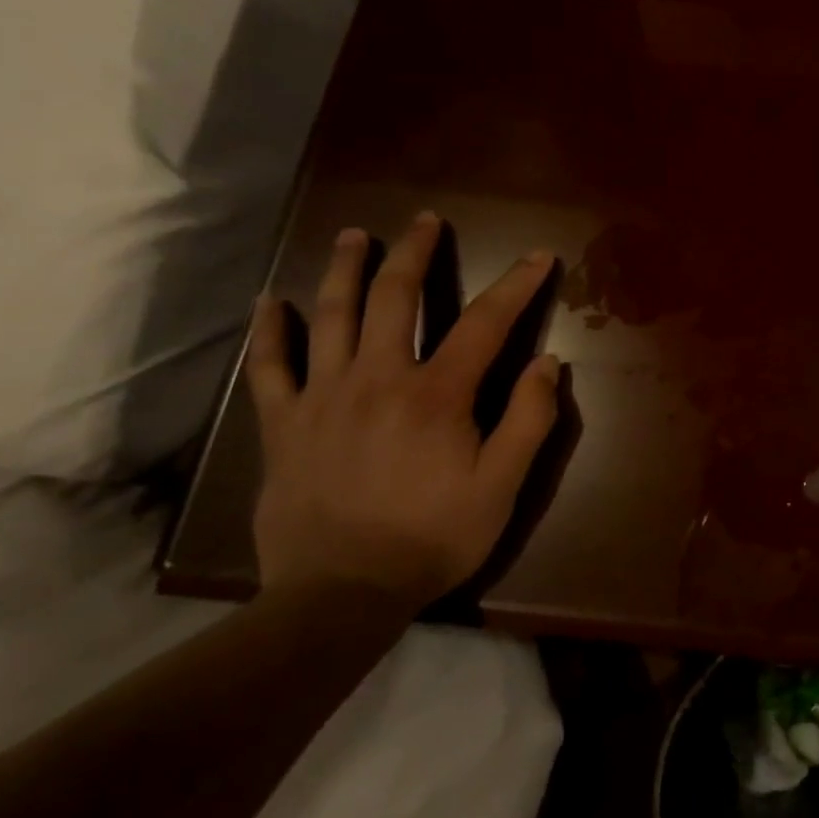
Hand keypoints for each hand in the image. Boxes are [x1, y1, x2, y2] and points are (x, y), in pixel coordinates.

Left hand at [245, 212, 558, 609]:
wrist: (340, 597)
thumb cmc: (432, 538)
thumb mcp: (502, 486)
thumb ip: (530, 420)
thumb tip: (549, 363)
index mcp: (437, 394)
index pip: (485, 322)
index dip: (516, 285)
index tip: (538, 257)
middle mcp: (378, 378)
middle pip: (397, 297)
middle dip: (415, 252)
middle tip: (425, 220)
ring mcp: (324, 397)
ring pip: (331, 316)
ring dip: (345, 269)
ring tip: (354, 235)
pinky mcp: (284, 424)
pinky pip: (270, 368)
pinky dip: (269, 332)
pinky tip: (269, 303)